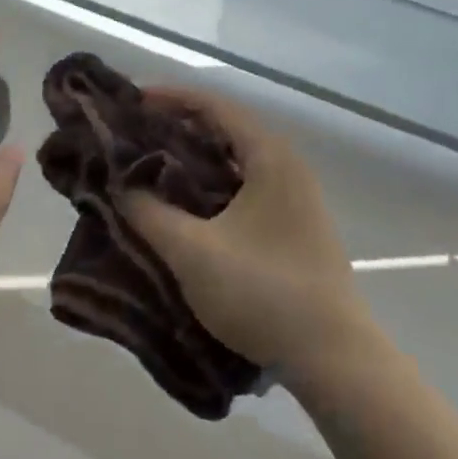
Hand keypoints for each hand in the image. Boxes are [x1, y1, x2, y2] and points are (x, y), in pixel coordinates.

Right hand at [118, 87, 372, 382]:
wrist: (335, 360)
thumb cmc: (263, 293)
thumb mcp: (193, 252)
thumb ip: (149, 213)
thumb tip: (121, 186)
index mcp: (269, 156)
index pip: (213, 105)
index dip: (170, 98)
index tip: (132, 102)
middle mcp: (286, 165)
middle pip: (225, 127)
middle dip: (179, 126)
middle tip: (136, 133)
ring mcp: (296, 196)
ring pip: (235, 158)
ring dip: (195, 156)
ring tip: (154, 164)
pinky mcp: (295, 226)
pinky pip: (245, 184)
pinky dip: (212, 182)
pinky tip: (187, 203)